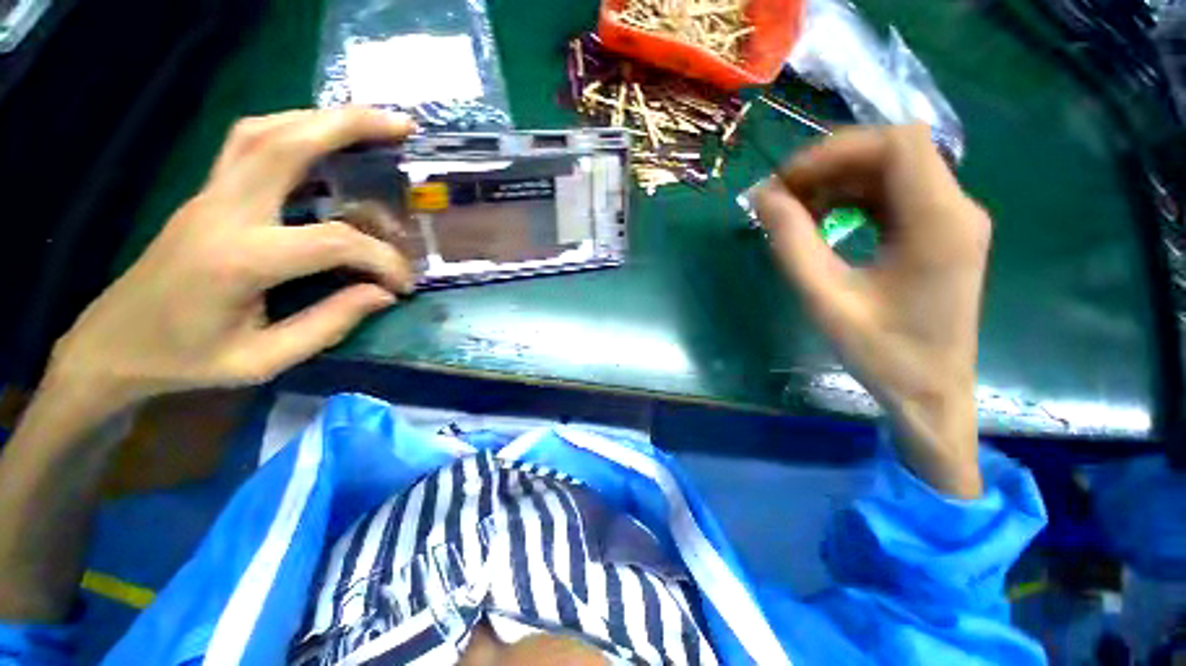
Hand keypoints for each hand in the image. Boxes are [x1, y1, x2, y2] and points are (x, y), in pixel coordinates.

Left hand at [47, 108, 417, 418]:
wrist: (112, 345)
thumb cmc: (185, 360)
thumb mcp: (263, 359)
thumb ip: (329, 324)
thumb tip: (382, 294)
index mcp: (238, 260)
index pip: (333, 241)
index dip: (381, 260)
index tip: (403, 284)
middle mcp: (223, 212)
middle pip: (287, 144)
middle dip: (350, 126)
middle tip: (402, 125)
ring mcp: (210, 195)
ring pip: (265, 131)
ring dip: (321, 119)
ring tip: (369, 123)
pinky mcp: (208, 195)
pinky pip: (250, 143)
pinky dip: (293, 129)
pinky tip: (321, 139)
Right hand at [755, 124, 989, 497]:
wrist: (929, 392)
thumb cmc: (882, 353)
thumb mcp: (825, 299)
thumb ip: (793, 245)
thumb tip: (764, 198)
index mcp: (940, 223)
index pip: (898, 144)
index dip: (837, 149)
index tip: (788, 180)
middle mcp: (956, 209)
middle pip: (894, 152)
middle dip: (831, 164)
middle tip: (782, 195)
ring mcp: (950, 220)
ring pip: (891, 171)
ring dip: (839, 181)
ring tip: (795, 208)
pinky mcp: (938, 233)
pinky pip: (893, 196)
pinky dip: (852, 198)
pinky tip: (823, 219)